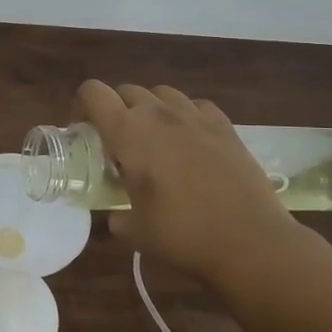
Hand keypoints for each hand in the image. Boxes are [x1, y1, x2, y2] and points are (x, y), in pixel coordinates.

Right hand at [76, 81, 306, 288]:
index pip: (92, 92)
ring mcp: (195, 116)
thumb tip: (117, 216)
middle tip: (116, 142)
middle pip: (125, 90)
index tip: (82, 131)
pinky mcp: (225, 126)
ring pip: (161, 93)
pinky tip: (189, 141)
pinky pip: (195, 106)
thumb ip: (117, 216)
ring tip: (153, 139)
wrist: (250, 240)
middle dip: (114, 109)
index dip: (81, 106)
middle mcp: (158, 114)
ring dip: (149, 109)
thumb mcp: (134, 230)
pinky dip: (184, 116)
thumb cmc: (182, 234)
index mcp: (127, 132)